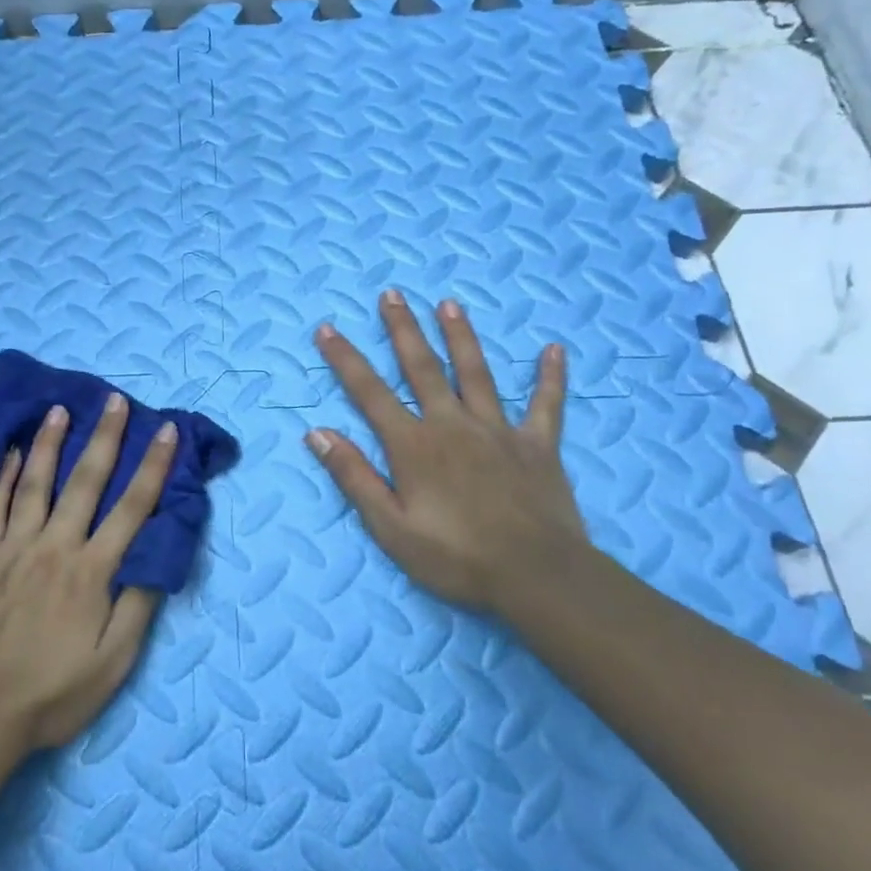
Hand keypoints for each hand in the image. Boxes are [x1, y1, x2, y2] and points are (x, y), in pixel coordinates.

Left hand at [0, 395, 177, 751]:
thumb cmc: (53, 692)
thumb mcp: (113, 663)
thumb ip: (137, 606)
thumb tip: (157, 556)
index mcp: (91, 570)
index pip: (132, 507)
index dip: (153, 466)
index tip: (165, 430)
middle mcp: (54, 546)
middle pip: (85, 481)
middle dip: (104, 437)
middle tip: (113, 400)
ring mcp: (13, 547)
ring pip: (34, 483)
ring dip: (49, 443)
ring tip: (59, 409)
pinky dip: (2, 476)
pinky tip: (8, 451)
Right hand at [307, 291, 593, 611]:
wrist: (537, 576)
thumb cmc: (456, 557)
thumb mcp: (390, 527)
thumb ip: (354, 476)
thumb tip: (317, 432)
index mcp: (414, 445)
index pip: (369, 392)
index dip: (345, 359)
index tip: (326, 329)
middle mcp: (452, 424)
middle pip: (422, 367)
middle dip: (403, 329)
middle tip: (392, 294)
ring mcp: (498, 430)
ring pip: (476, 373)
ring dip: (460, 336)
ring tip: (449, 304)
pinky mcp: (538, 445)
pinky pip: (546, 405)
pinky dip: (550, 377)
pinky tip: (554, 350)